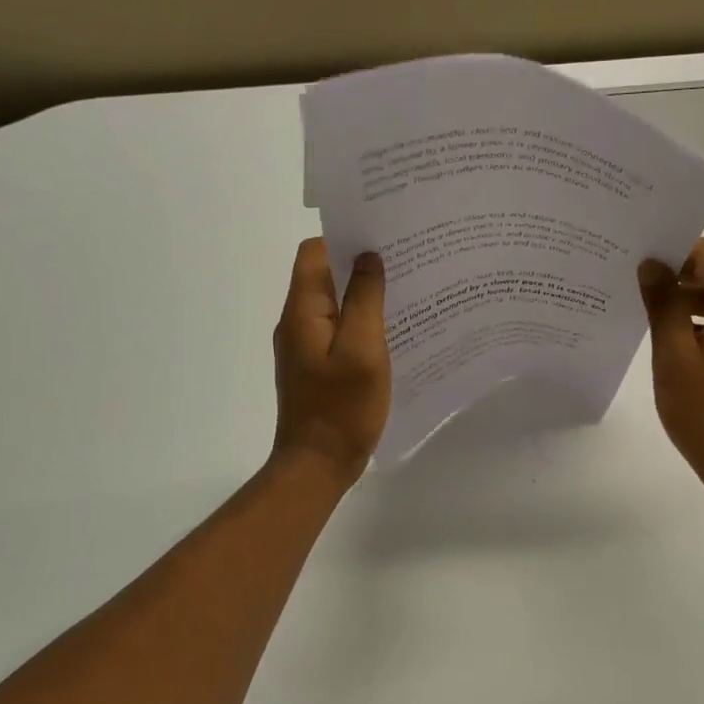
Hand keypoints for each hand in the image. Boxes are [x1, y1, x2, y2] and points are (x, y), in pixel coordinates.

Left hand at [270, 239, 390, 486]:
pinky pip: (339, 331)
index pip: (313, 253)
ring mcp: (305, 346)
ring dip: (364, 296)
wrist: (317, 464)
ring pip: (334, 305)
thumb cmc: (342, 408)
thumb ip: (364, 300)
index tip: (382, 239)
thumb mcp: (362, 349)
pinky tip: (392, 331)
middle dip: (360, 266)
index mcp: (302, 311)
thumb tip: (368, 257)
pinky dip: (362, 323)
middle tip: (404, 263)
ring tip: (405, 292)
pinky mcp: (316, 367)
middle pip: (324, 276)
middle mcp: (297, 322)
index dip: (344, 239)